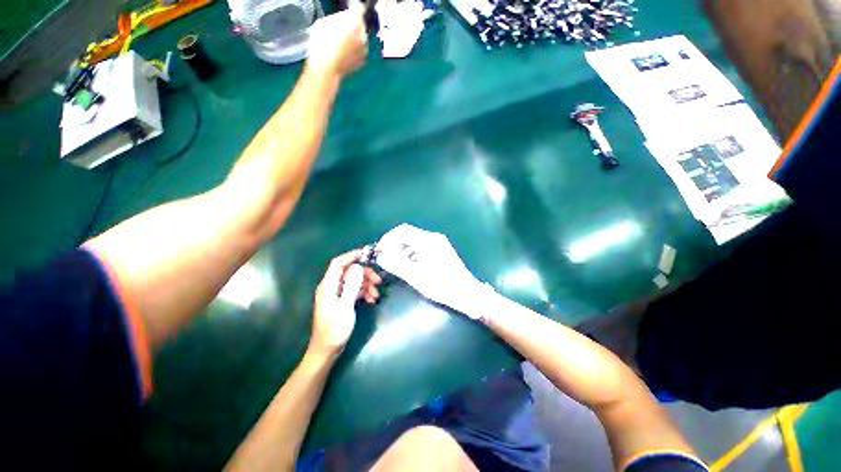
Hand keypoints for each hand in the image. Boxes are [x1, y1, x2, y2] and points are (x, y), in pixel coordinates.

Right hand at [306, 2, 367, 78]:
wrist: (327, 69)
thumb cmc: (321, 44)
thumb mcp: (324, 22)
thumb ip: (338, 18)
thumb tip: (344, 18)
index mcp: (354, 22)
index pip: (359, 9)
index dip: (354, 7)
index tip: (350, 8)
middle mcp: (363, 35)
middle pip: (361, 25)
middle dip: (354, 24)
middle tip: (343, 27)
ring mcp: (364, 50)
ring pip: (362, 38)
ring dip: (355, 37)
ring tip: (344, 40)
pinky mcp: (362, 61)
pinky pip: (360, 50)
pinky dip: (355, 48)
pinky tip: (345, 51)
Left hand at [309, 248, 382, 356]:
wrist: (326, 351)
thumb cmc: (334, 330)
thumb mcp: (345, 307)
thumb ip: (352, 286)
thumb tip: (358, 267)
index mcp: (328, 285)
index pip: (338, 263)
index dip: (352, 255)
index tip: (368, 254)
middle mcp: (332, 286)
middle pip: (350, 271)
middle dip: (365, 274)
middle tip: (379, 281)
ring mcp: (337, 293)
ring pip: (354, 281)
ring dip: (367, 285)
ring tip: (376, 296)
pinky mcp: (342, 300)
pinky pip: (355, 290)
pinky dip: (364, 293)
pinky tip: (372, 300)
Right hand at [373, 224, 488, 317]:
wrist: (466, 293)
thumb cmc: (441, 285)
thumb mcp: (416, 276)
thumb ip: (396, 264)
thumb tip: (380, 256)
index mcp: (427, 240)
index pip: (402, 230)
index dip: (388, 238)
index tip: (379, 251)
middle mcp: (433, 237)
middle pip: (408, 234)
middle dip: (394, 244)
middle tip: (385, 258)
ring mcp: (438, 243)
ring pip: (414, 240)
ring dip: (402, 248)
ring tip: (395, 263)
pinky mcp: (441, 250)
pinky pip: (421, 246)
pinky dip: (411, 252)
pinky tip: (409, 265)